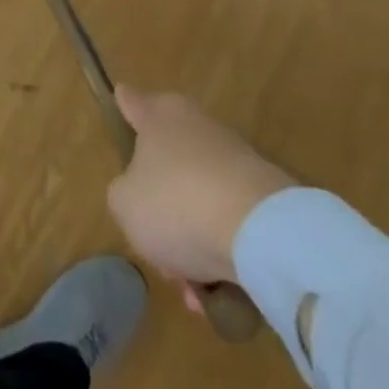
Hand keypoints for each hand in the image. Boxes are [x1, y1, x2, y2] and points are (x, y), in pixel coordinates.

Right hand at [106, 87, 295, 287]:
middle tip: (155, 244)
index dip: (125, 103)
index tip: (122, 96)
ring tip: (191, 288)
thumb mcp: (125, 204)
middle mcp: (196, 126)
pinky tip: (217, 293)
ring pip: (199, 199)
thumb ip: (123, 194)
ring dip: (193, 239)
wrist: (260, 231)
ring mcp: (235, 157)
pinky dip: (222, 253)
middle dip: (161, 205)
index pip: (134, 102)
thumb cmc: (177, 204)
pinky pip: (230, 223)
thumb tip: (140, 193)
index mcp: (159, 116)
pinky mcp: (266, 194)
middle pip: (168, 161)